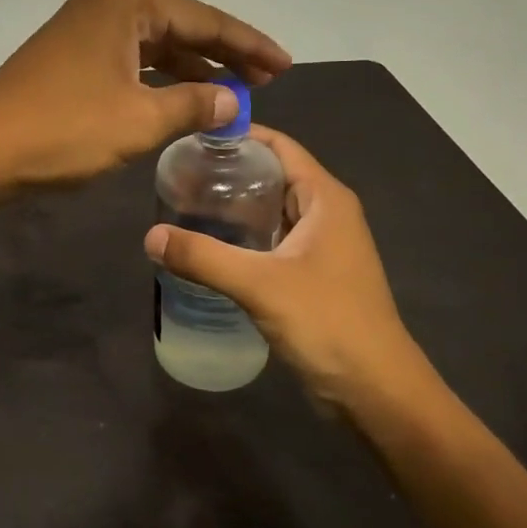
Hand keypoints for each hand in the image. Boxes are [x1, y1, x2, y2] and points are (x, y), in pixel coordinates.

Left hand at [0, 0, 290, 189]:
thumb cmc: (63, 129)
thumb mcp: (139, 120)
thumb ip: (194, 105)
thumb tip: (234, 101)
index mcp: (126, 3)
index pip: (204, 20)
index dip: (249, 44)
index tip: (286, 65)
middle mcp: (105, 6)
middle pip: (181, 27)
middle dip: (224, 54)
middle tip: (267, 79)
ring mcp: (83, 32)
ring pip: (154, 47)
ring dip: (192, 70)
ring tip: (234, 92)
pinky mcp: (69, 60)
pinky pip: (130, 63)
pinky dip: (159, 82)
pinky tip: (182, 100)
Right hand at [143, 126, 439, 409]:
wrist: (376, 391)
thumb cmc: (328, 323)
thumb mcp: (260, 284)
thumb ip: (204, 257)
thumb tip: (151, 237)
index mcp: (325, 198)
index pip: (280, 146)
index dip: (240, 136)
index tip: (193, 136)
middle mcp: (327, 213)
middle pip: (274, 176)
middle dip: (230, 172)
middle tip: (179, 173)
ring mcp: (322, 247)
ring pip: (273, 212)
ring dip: (235, 208)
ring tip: (185, 205)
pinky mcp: (314, 276)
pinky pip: (274, 242)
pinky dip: (245, 238)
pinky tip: (211, 248)